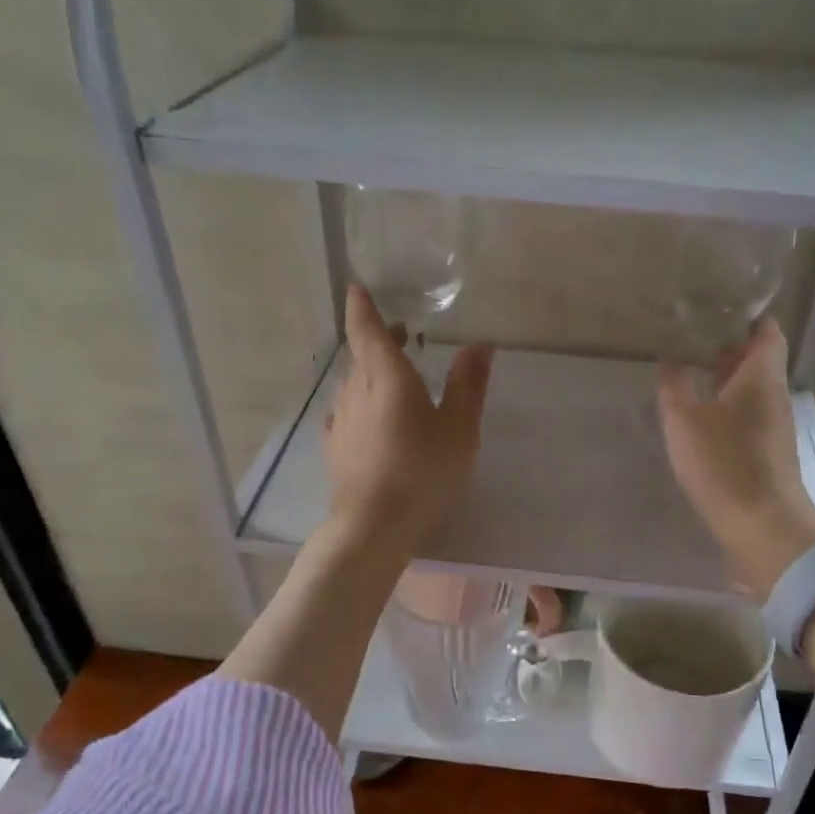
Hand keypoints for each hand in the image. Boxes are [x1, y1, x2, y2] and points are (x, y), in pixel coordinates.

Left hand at [324, 285, 491, 553]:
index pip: (367, 329)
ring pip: (353, 384)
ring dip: (369, 372)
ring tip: (392, 377)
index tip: (357, 288)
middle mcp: (357, 390)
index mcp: (388, 377)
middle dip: (378, 339)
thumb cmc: (424, 472)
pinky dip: (359, 405)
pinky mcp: (335, 447)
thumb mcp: (460, 429)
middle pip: (362, 354)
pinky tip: (367, 418)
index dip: (363, 307)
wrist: (374, 525)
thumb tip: (479, 344)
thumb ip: (469, 384)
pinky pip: (346, 413)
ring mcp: (342, 420)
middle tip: (401, 334)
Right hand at [658, 318, 814, 601]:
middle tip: (689, 337)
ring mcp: (773, 425)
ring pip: (749, 389)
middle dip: (726, 347)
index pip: (766, 331)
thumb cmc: (724, 463)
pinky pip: (746, 415)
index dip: (746, 316)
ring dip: (723, 379)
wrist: (762, 526)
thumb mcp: (684, 420)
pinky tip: (698, 415)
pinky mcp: (766, 452)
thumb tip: (671, 360)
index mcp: (761, 375)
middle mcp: (774, 394)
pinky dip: (725, 406)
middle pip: (757, 359)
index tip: (716, 308)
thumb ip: (674, 386)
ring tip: (686, 371)